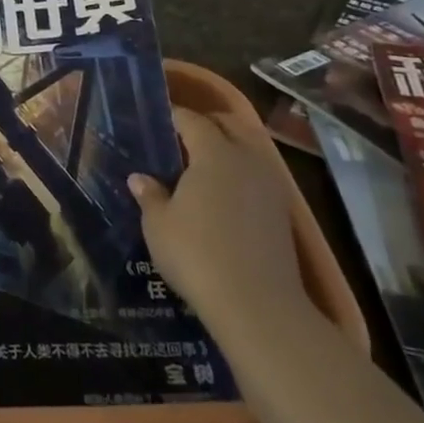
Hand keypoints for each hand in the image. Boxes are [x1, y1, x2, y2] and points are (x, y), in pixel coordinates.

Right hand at [128, 107, 309, 336]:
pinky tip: (224, 195)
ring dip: (229, 148)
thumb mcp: (159, 225)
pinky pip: (259, 175)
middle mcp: (247, 159)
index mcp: (214, 153)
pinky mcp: (283, 212)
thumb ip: (150, 195)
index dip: (174, 116)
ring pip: (250, 150)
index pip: (192, 120)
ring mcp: (271, 186)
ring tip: (203, 166)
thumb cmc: (197, 254)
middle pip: (230, 126)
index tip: (158, 119)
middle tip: (182, 137)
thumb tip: (140, 178)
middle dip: (207, 124)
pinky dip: (242, 173)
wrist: (258, 306)